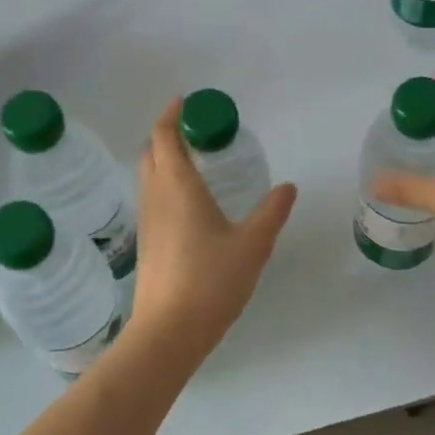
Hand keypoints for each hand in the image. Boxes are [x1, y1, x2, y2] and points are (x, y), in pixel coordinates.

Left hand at [128, 99, 296, 355]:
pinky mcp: (146, 243)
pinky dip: (164, 183)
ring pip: (147, 175)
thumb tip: (288, 187)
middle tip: (195, 130)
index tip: (186, 102)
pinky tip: (189, 201)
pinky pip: (151, 197)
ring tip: (195, 160)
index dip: (171, 115)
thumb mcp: (252, 244)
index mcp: (178, 187)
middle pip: (150, 151)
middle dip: (166, 133)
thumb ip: (271, 212)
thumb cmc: (211, 281)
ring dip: (163, 158)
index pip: (165, 137)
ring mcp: (146, 221)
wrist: (169, 332)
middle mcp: (155, 197)